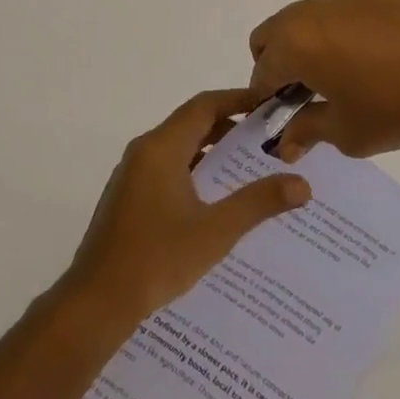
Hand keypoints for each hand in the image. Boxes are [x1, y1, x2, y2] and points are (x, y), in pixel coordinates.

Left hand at [62, 90, 311, 328]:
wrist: (98, 299)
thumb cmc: (157, 258)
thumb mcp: (215, 231)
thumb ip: (257, 203)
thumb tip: (301, 184)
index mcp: (161, 147)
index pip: (204, 105)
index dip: (237, 99)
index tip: (269, 105)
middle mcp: (144, 151)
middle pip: (191, 123)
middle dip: (229, 126)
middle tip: (268, 138)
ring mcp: (133, 174)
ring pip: (179, 148)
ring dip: (212, 151)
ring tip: (250, 167)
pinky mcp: (129, 196)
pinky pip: (167, 168)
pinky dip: (194, 170)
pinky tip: (217, 199)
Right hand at [249, 0, 399, 159]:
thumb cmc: (394, 106)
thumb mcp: (346, 132)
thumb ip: (307, 132)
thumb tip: (284, 143)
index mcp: (294, 45)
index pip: (261, 72)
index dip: (265, 99)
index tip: (283, 118)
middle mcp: (309, 13)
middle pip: (271, 35)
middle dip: (277, 64)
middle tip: (304, 94)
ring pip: (305, 19)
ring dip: (308, 45)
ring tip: (342, 75)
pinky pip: (341, 12)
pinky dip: (341, 32)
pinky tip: (375, 58)